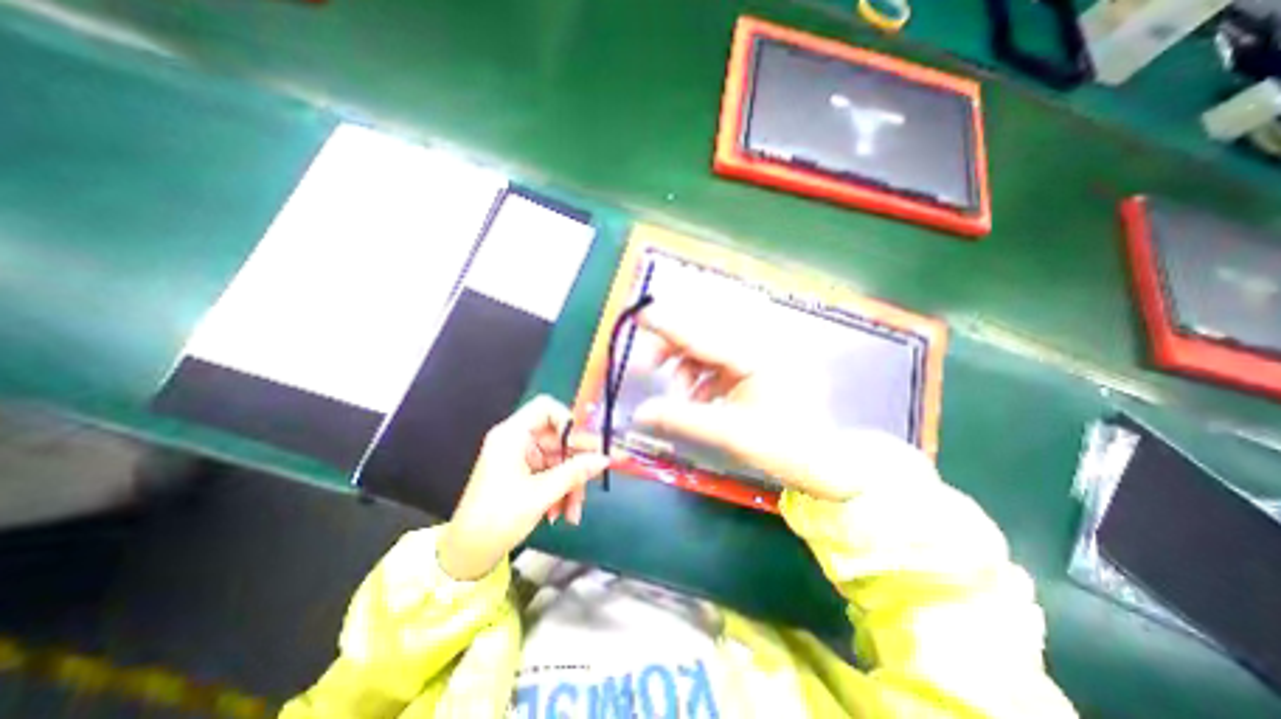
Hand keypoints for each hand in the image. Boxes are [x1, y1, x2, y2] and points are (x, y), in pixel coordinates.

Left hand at [439, 397, 606, 581]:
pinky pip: (551, 473)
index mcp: (512, 435)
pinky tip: (564, 513)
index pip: (546, 408)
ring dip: (571, 483)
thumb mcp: (541, 494)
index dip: (567, 421)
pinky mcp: (523, 473)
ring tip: (574, 512)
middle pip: (558, 438)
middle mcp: (517, 441)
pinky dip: (561, 490)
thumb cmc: (498, 518)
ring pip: (558, 459)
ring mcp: (520, 458)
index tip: (583, 444)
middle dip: (577, 463)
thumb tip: (605, 458)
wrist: (467, 555)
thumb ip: (575, 472)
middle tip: (598, 475)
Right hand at [632, 306, 852, 502]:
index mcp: (754, 355)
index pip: (701, 335)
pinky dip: (701, 378)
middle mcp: (756, 346)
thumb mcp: (728, 433)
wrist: (823, 459)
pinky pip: (717, 363)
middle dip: (671, 351)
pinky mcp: (754, 366)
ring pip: (707, 349)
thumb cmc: (783, 445)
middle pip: (702, 335)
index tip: (638, 315)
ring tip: (680, 397)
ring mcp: (756, 355)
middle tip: (646, 369)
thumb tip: (639, 413)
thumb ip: (680, 419)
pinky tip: (698, 400)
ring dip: (685, 368)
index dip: (667, 325)